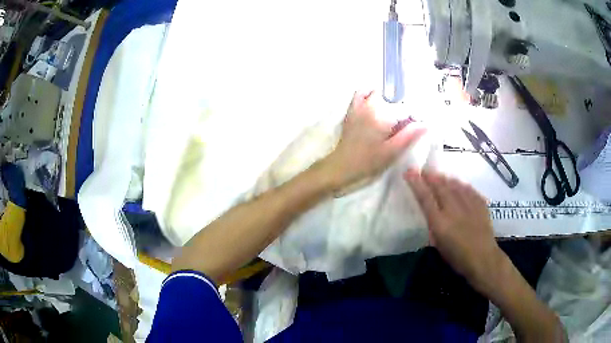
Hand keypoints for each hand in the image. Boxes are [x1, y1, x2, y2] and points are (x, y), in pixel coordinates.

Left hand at [325, 91, 425, 190]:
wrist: (342, 166)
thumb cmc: (368, 161)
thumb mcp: (392, 151)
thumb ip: (409, 135)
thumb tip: (425, 124)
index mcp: (382, 115)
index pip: (405, 109)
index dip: (413, 118)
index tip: (415, 128)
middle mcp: (371, 105)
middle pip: (394, 100)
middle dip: (402, 111)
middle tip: (402, 128)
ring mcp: (359, 105)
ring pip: (380, 95)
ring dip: (389, 103)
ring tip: (391, 119)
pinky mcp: (352, 109)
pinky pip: (361, 93)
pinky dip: (370, 94)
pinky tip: (376, 105)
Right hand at [404, 169, 502, 289]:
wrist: (483, 258)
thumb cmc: (458, 258)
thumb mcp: (439, 245)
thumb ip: (434, 226)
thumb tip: (432, 212)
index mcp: (440, 223)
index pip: (425, 198)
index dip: (417, 184)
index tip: (410, 172)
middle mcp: (453, 209)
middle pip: (440, 187)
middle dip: (430, 176)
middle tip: (423, 170)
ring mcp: (468, 204)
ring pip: (454, 185)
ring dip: (445, 178)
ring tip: (439, 175)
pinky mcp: (480, 203)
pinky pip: (468, 189)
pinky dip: (460, 184)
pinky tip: (458, 183)